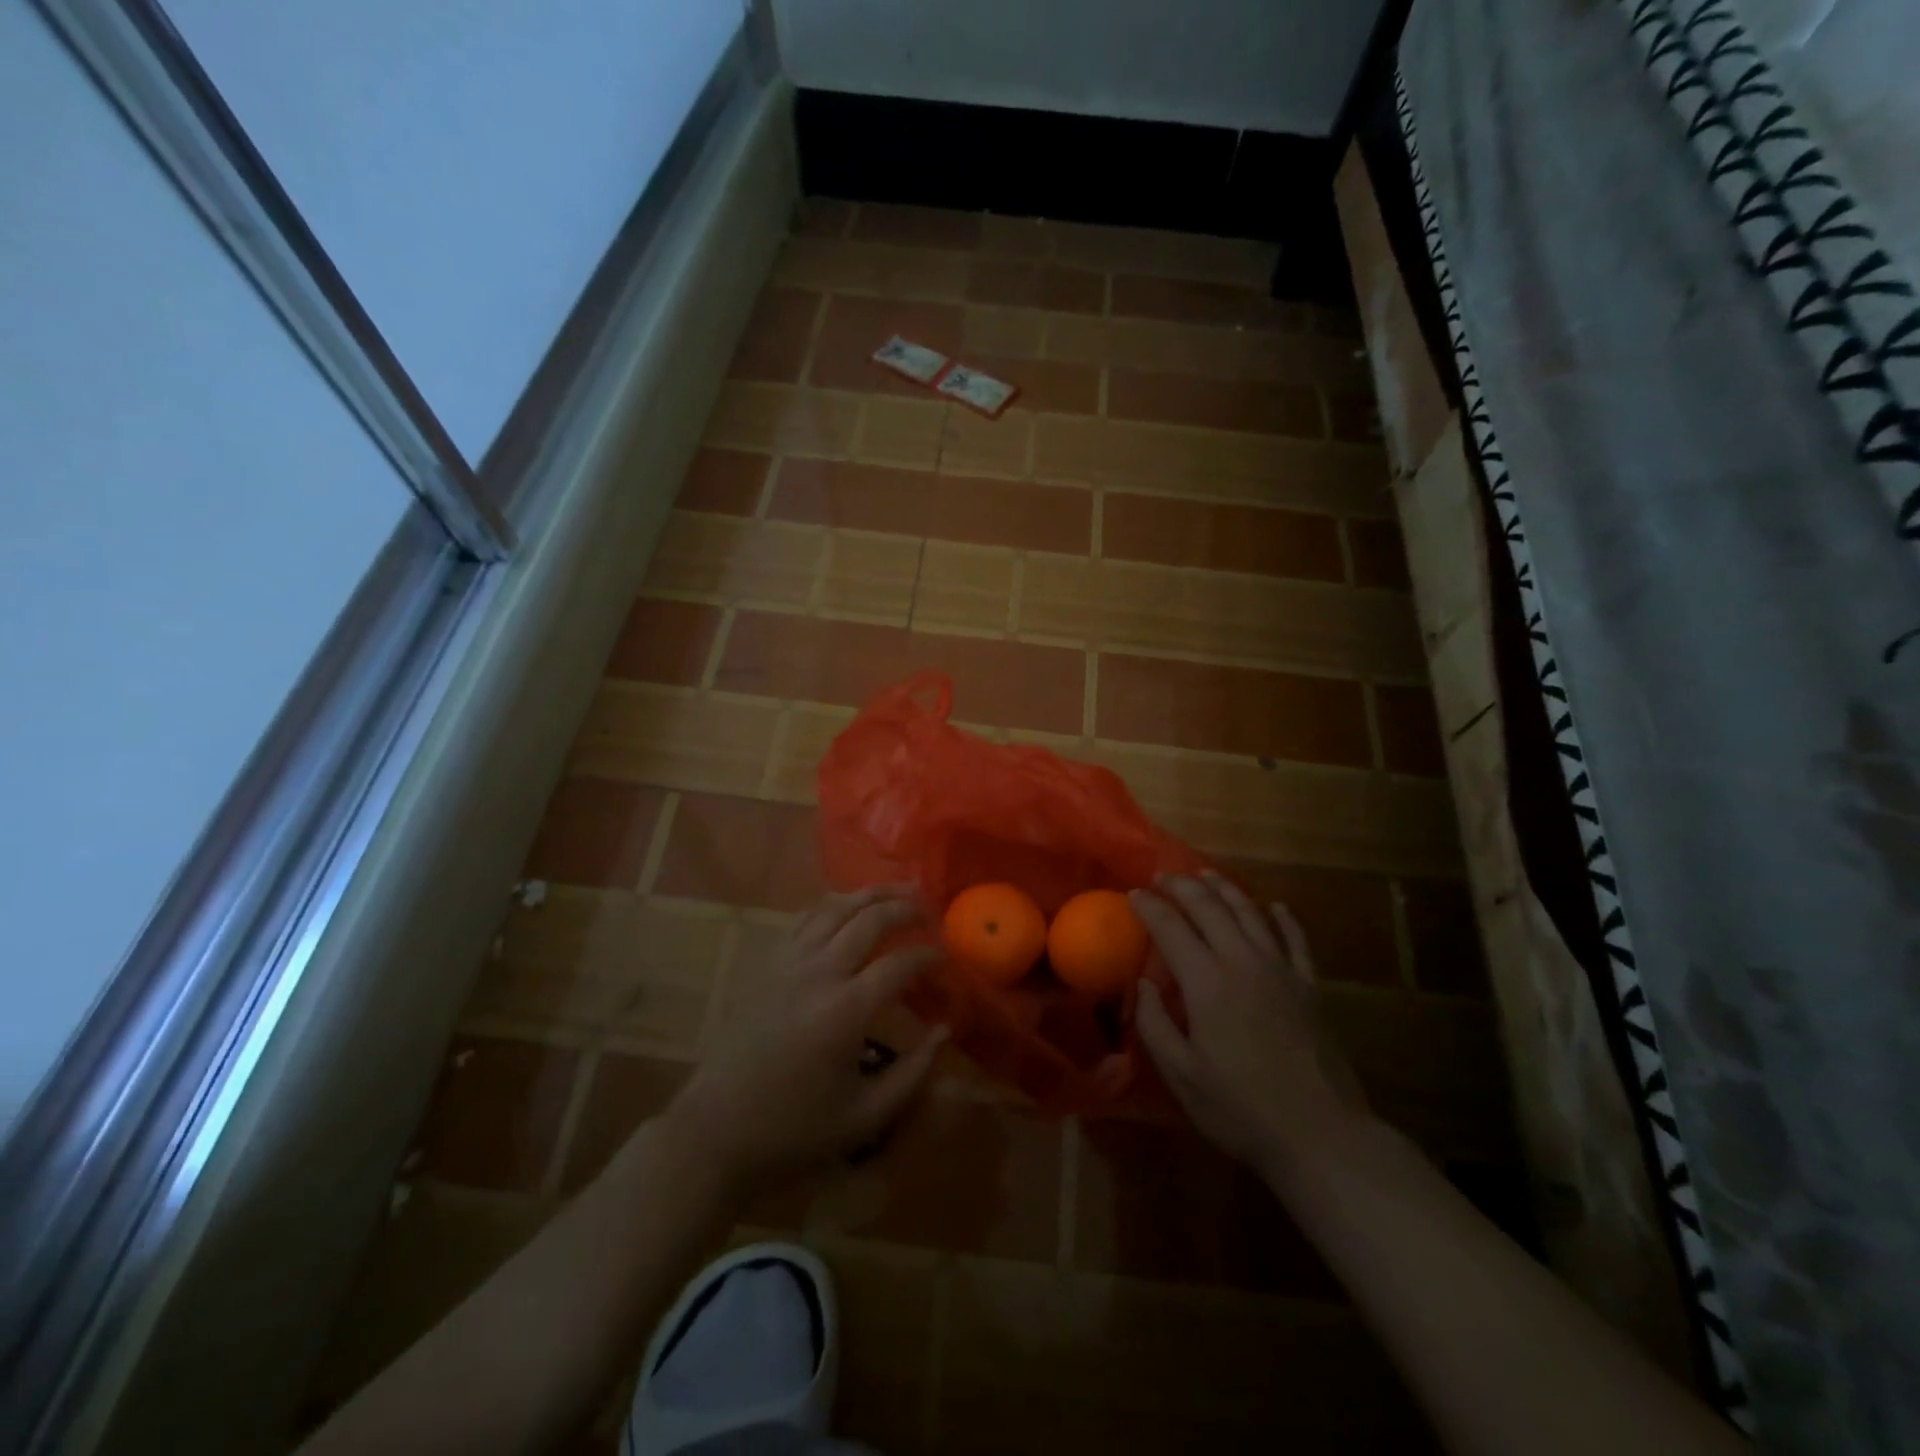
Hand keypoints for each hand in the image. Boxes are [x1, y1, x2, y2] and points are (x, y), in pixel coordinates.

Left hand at [663, 887, 947, 1197]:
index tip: (947, 958)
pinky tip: (849, 908)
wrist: (717, 1128)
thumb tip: (944, 1030)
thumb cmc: (794, 1128)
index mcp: (844, 1011)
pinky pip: (806, 918)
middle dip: (905, 908)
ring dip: (871, 894)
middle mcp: (818, 973)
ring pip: (835, 907)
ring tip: (898, 891)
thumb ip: (913, 1074)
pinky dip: (834, 905)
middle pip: (869, 919)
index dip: (929, 956)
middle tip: (930, 911)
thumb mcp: (865, 1117)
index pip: (899, 964)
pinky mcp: (768, 964)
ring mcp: (788, 963)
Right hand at [1132, 872, 1369, 1177]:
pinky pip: (1295, 938)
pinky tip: (1274, 906)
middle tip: (1163, 876)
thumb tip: (1142, 985)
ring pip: (1250, 912)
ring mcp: (1282, 970)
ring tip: (1206, 875)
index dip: (1149, 906)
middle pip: (1210, 907)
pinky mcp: (1310, 985)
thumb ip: (1155, 1025)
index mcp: (1207, 983)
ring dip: (1225, 889)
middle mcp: (1243, 962)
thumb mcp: (1182, 1075)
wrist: (1321, 1136)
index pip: (1171, 928)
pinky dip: (1282, 917)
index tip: (1133, 894)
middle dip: (1182, 886)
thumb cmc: (1241, 1109)